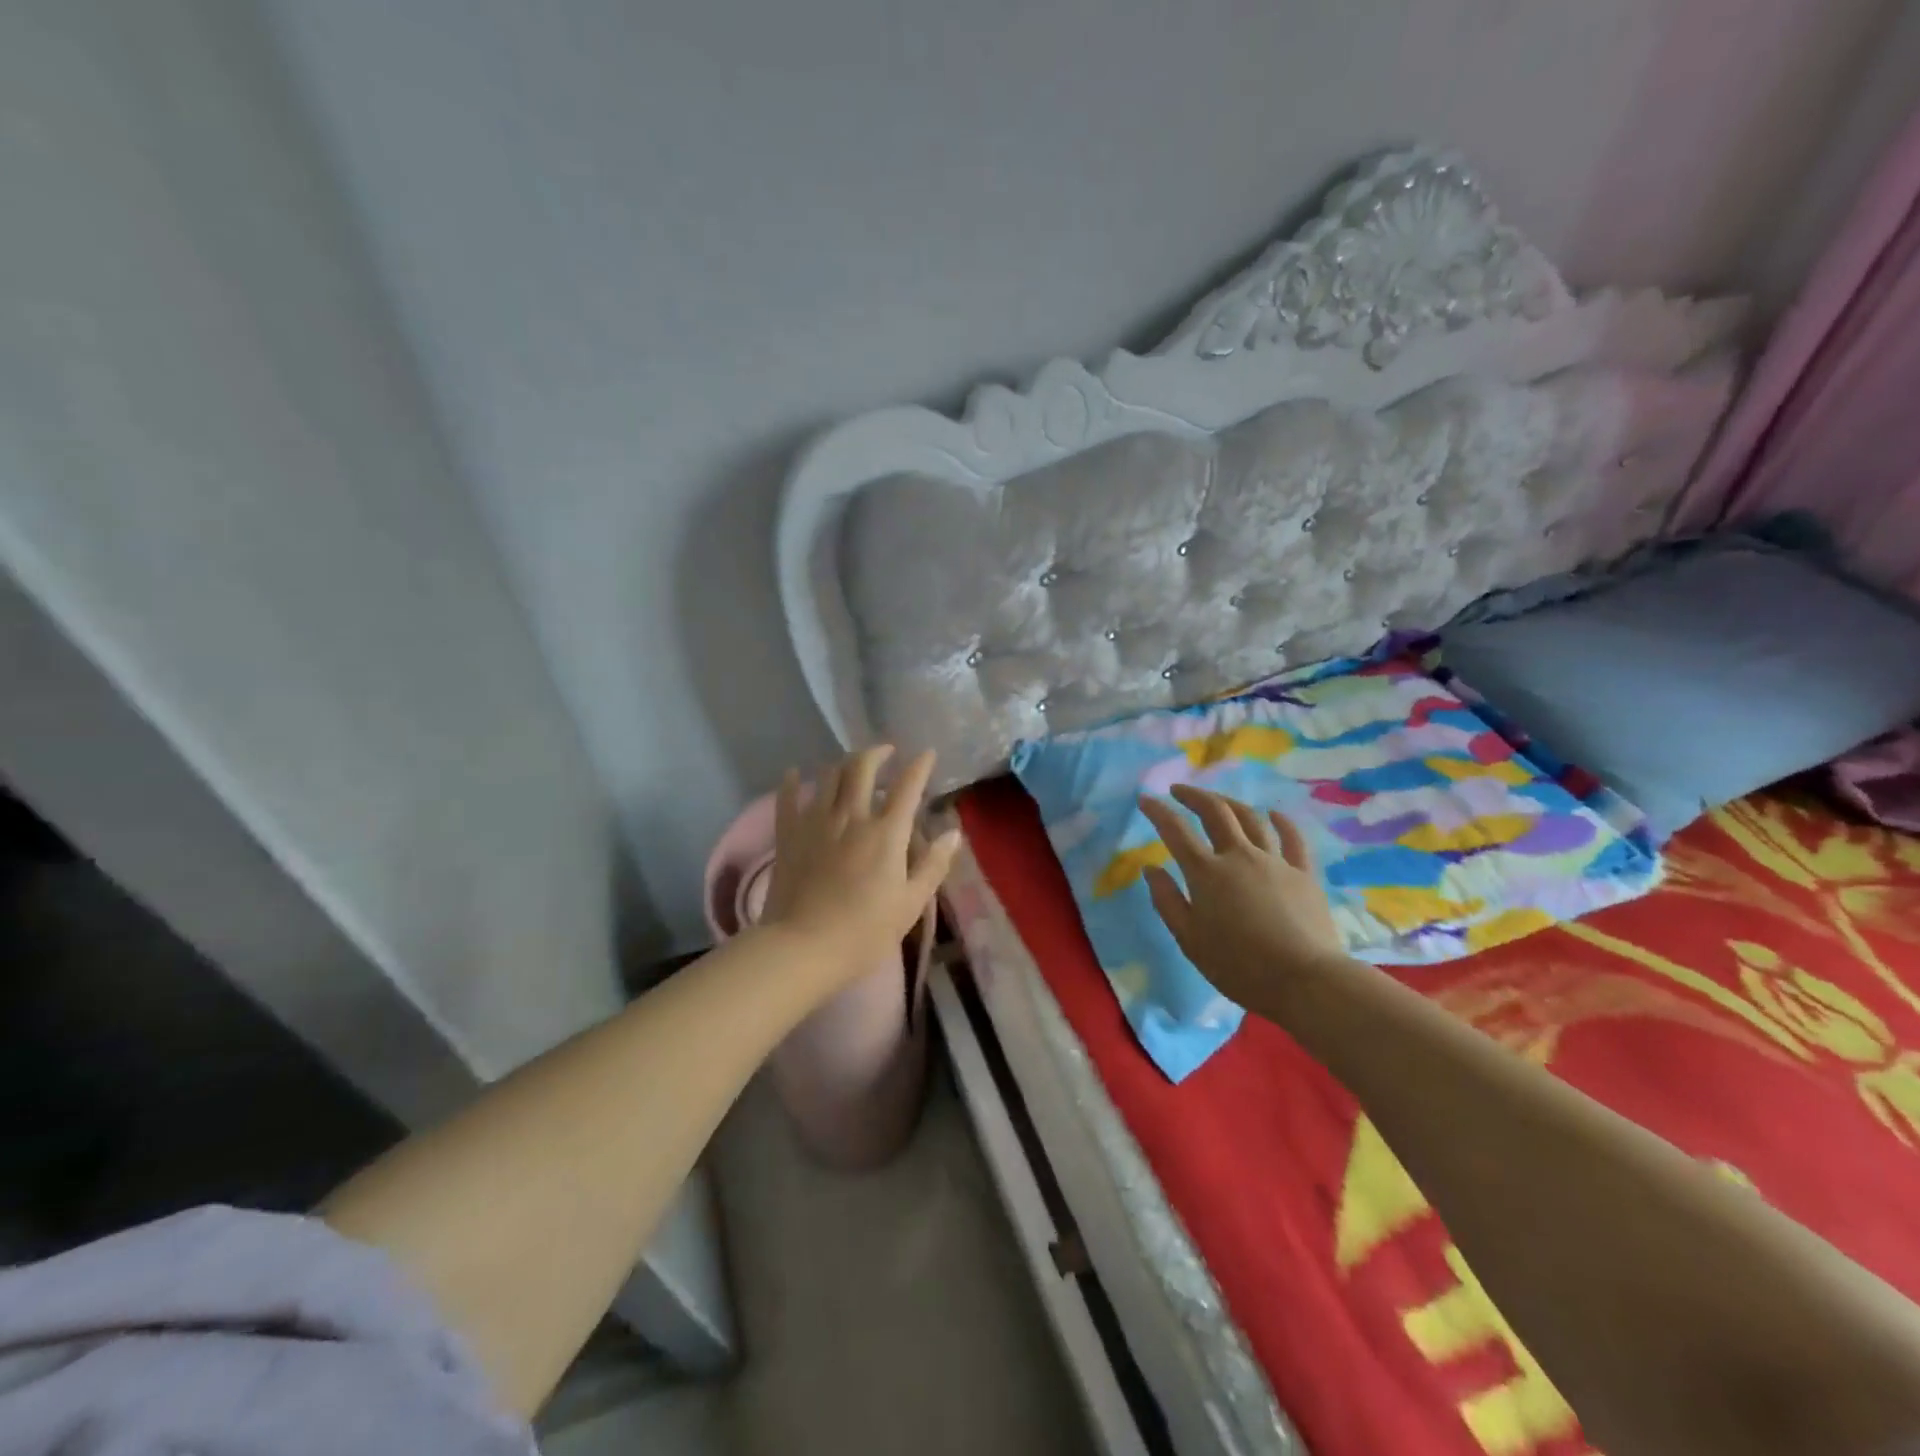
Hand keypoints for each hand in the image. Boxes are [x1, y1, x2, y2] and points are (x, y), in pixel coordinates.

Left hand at [765, 746, 960, 973]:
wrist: (802, 947)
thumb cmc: (864, 932)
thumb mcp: (910, 904)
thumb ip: (933, 865)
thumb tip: (953, 833)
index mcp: (886, 833)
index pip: (907, 787)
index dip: (920, 766)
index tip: (927, 753)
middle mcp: (851, 816)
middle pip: (862, 768)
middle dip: (877, 752)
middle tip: (886, 751)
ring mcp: (815, 822)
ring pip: (828, 776)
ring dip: (842, 764)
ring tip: (850, 766)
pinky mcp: (788, 835)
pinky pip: (787, 798)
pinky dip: (791, 782)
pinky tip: (792, 774)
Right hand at [1138, 785, 1356, 1014]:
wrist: (1304, 980)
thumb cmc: (1238, 965)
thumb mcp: (1189, 939)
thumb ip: (1167, 900)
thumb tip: (1151, 868)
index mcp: (1206, 872)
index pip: (1175, 831)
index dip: (1158, 811)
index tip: (1144, 799)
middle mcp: (1239, 856)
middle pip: (1216, 812)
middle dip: (1194, 796)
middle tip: (1178, 790)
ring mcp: (1275, 861)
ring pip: (1251, 818)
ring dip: (1231, 803)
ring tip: (1218, 800)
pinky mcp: (1303, 873)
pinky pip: (1292, 838)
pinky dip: (1281, 822)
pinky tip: (1274, 814)